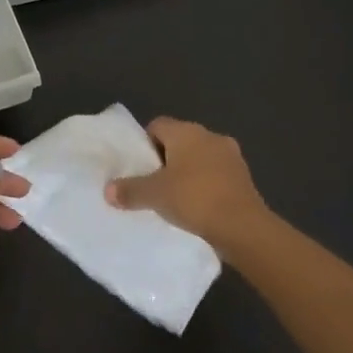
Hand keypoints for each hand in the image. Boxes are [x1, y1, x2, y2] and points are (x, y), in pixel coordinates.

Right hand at [104, 116, 268, 252]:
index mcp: (187, 132)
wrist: (242, 227)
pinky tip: (197, 206)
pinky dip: (205, 185)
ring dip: (187, 172)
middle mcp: (210, 136)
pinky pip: (216, 175)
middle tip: (152, 183)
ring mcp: (231, 156)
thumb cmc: (194, 199)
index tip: (138, 166)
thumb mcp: (154, 195)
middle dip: (165, 159)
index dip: (144, 143)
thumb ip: (130, 190)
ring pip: (199, 158)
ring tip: (174, 197)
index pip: (158, 125)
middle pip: (179, 141)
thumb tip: (108, 190)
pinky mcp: (244, 177)